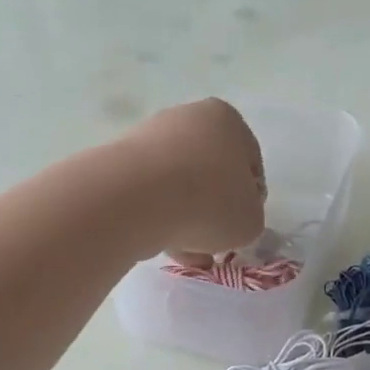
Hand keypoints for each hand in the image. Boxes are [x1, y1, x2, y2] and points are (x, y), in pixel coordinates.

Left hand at [120, 99, 265, 260]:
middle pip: (210, 173)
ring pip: (178, 185)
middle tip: (211, 242)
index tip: (239, 227)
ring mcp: (150, 135)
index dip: (249, 201)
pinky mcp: (119, 159)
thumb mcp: (250, 221)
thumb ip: (249, 217)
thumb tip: (230, 219)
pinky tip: (158, 242)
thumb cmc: (208, 202)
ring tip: (183, 251)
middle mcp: (189, 117)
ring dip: (184, 217)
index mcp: (227, 120)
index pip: (249, 165)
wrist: (135, 199)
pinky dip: (156, 215)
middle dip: (212, 210)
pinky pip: (149, 192)